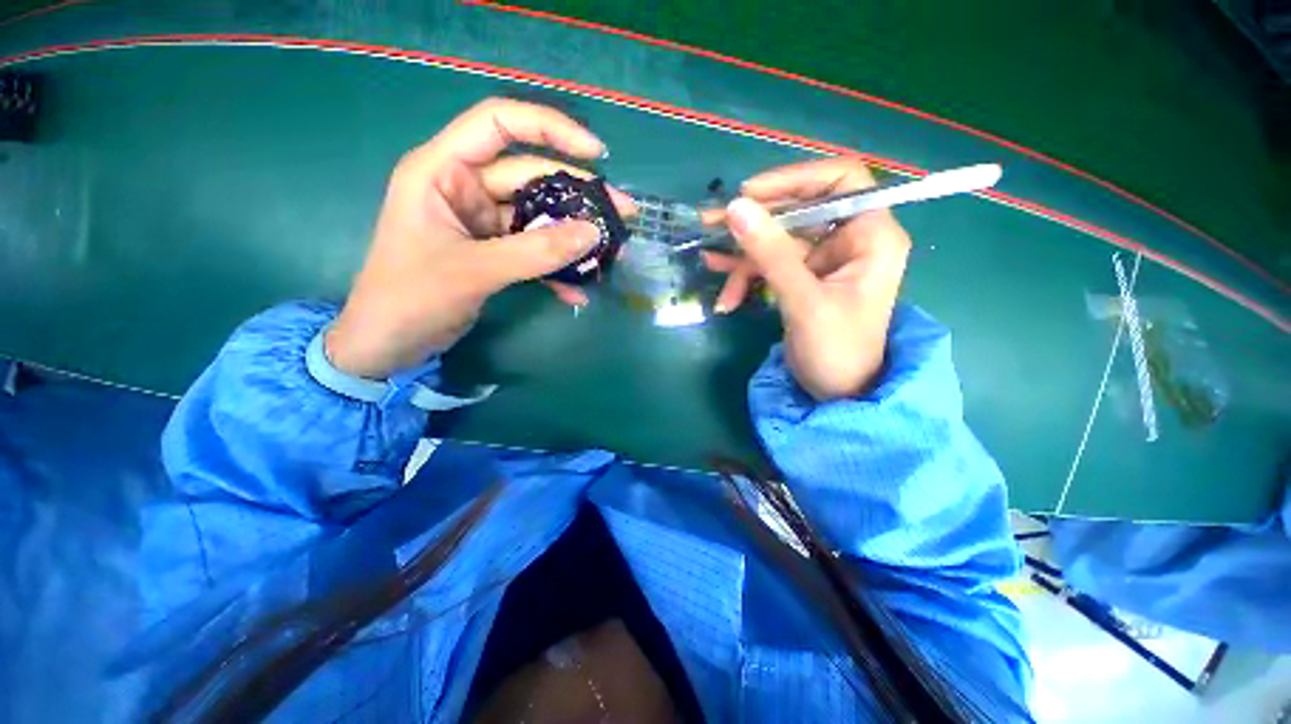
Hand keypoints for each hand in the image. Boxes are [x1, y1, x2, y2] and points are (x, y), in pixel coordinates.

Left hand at [326, 98, 634, 378]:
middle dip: (578, 195)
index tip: (596, 153)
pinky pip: (533, 251)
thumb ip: (535, 252)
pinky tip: (578, 290)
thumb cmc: (410, 297)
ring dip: (573, 237)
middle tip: (622, 214)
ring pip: (538, 218)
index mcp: (444, 171)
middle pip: (531, 177)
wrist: (390, 343)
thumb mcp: (475, 270)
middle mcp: (465, 188)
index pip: (499, 124)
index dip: (550, 129)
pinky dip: (556, 268)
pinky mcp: (493, 252)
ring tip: (611, 252)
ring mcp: (482, 223)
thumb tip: (593, 234)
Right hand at [702, 158, 910, 399]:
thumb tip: (736, 208)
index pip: (840, 180)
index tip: (751, 193)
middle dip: (754, 221)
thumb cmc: (837, 351)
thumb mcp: (803, 301)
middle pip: (798, 210)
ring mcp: (822, 260)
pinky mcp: (801, 279)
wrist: (836, 394)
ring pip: (777, 240)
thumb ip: (771, 255)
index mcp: (871, 236)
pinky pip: (769, 264)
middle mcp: (849, 240)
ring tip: (708, 260)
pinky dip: (745, 275)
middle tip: (711, 222)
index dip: (795, 179)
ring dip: (742, 253)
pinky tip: (724, 292)